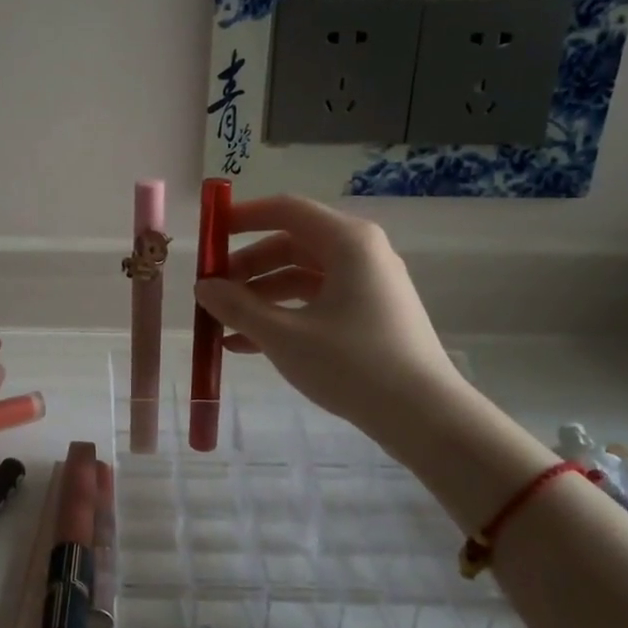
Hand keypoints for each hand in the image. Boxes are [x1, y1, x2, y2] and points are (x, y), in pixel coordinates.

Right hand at [194, 195, 466, 440]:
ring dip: (258, 297)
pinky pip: (315, 303)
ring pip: (300, 278)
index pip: (286, 209)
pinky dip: (282, 316)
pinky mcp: (369, 316)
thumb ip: (237, 307)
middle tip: (211, 292)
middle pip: (290, 244)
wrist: (425, 417)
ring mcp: (367, 286)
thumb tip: (202, 287)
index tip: (208, 235)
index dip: (242, 217)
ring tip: (221, 324)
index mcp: (347, 242)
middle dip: (246, 267)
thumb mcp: (284, 336)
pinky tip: (245, 346)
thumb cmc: (352, 364)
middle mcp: (360, 254)